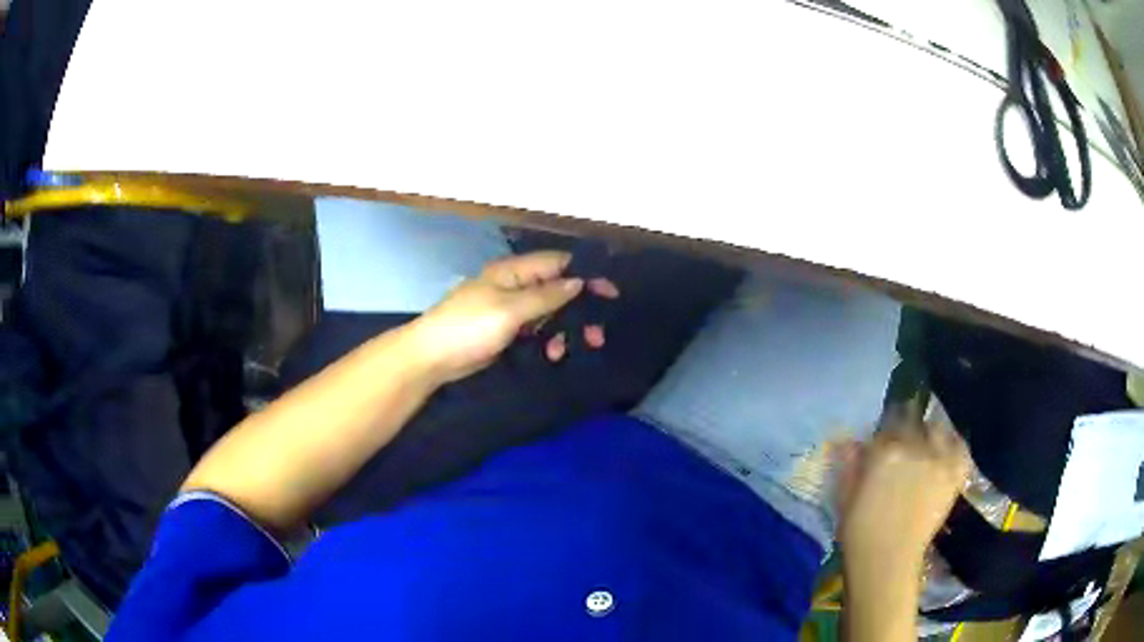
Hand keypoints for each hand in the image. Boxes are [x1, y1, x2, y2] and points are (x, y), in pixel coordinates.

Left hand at [409, 251, 618, 382]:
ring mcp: (510, 310)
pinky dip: (548, 340)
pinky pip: (536, 331)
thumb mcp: (509, 310)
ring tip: (580, 348)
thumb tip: (578, 280)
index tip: (611, 292)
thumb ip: (546, 295)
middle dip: (580, 309)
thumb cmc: (468, 327)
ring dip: (566, 329)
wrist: (432, 358)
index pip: (557, 264)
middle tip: (598, 333)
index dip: (585, 274)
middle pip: (557, 290)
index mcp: (512, 272)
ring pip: (549, 313)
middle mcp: (514, 286)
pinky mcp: (506, 332)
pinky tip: (553, 355)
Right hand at [837, 415, 970, 565]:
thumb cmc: (859, 532)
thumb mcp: (846, 496)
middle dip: (909, 428)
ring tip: (928, 447)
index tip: (884, 441)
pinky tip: (947, 453)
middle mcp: (915, 447)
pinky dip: (955, 445)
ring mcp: (938, 460)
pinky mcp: (954, 474)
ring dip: (931, 434)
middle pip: (915, 421)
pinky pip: (961, 447)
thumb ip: (850, 464)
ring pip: (938, 429)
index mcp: (885, 451)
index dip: (887, 432)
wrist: (887, 561)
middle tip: (905, 444)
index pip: (889, 423)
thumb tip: (850, 441)